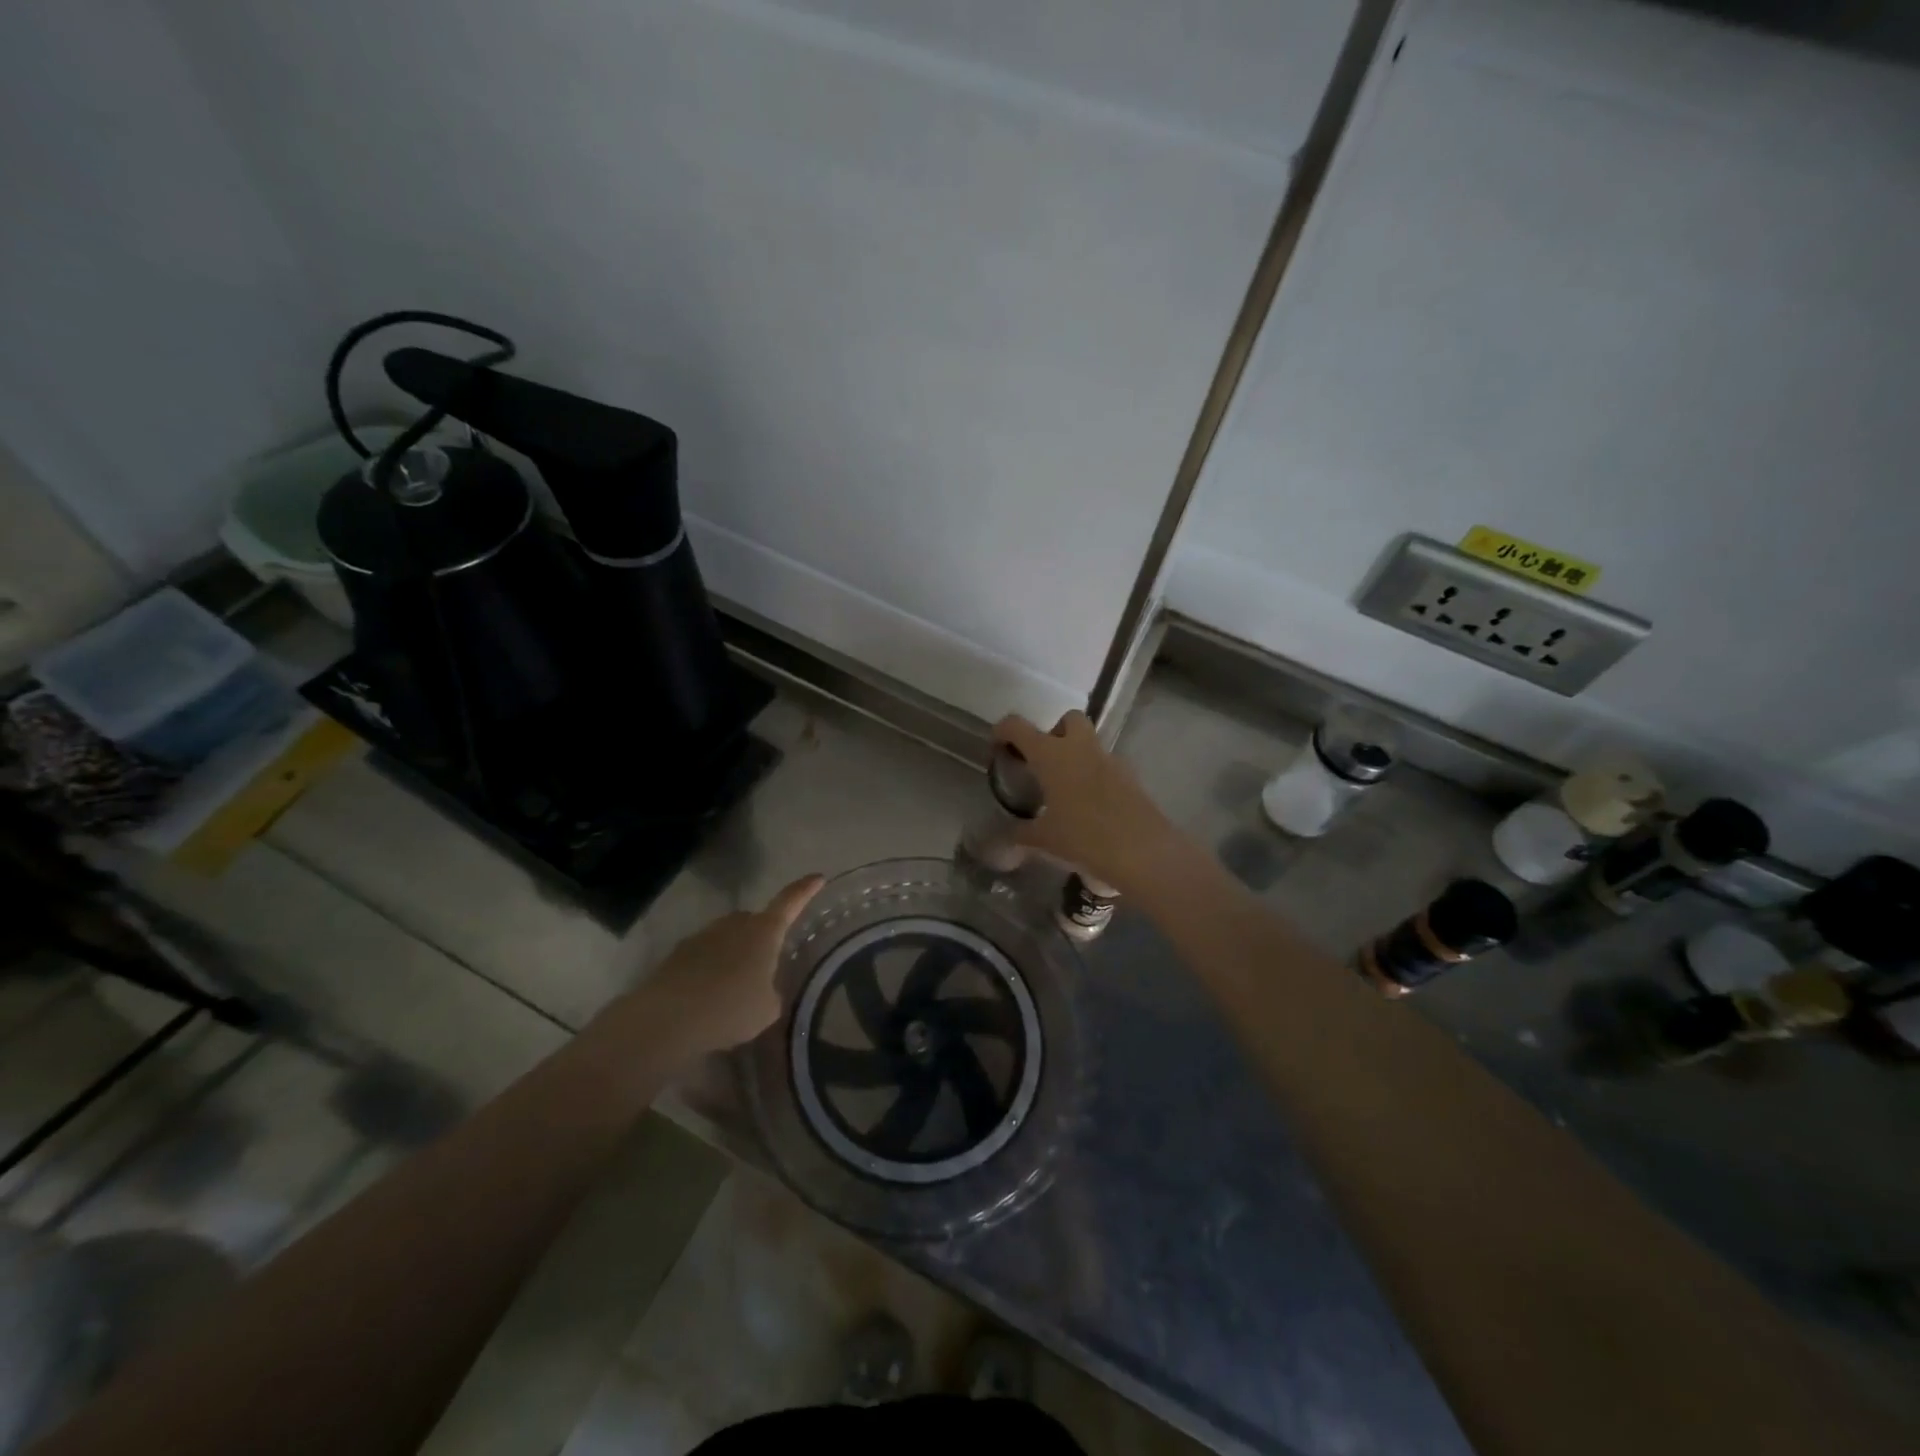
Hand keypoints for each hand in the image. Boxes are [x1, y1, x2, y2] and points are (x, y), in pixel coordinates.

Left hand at [642, 875, 825, 1054]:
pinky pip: (706, 954)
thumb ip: (772, 992)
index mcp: (765, 931)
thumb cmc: (730, 1008)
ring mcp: (704, 935)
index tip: (818, 878)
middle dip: (764, 936)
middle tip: (768, 963)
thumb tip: (765, 990)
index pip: (790, 902)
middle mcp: (735, 923)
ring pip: (729, 937)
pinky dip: (712, 968)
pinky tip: (710, 995)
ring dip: (736, 954)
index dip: (806, 890)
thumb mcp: (768, 1009)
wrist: (667, 1019)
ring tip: (736, 986)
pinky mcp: (679, 953)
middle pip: (756, 921)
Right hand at [992, 711, 1179, 894]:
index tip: (997, 747)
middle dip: (1055, 732)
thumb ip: (1020, 836)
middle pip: (1068, 719)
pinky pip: (1107, 767)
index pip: (1018, 727)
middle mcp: (1081, 748)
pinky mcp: (1131, 777)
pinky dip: (1095, 777)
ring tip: (1065, 791)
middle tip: (1043, 763)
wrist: (1143, 851)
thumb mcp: (1044, 840)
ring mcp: (1110, 760)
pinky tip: (1090, 807)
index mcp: (1052, 755)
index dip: (1003, 731)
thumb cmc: (1084, 838)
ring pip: (1090, 743)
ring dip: (1076, 756)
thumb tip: (1004, 841)